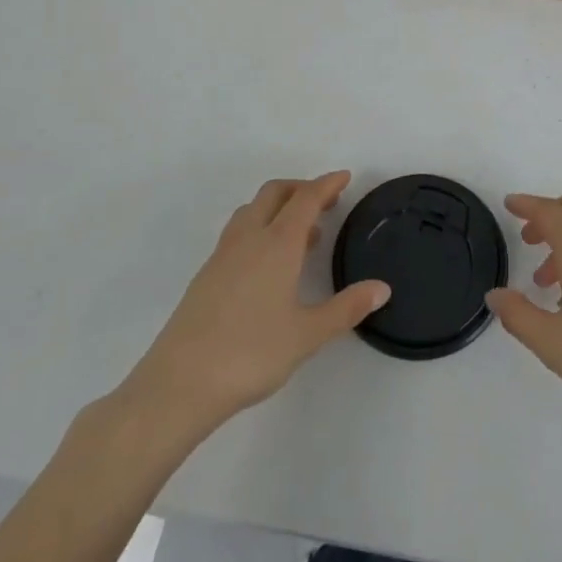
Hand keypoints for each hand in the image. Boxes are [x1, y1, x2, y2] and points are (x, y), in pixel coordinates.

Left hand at [119, 172, 389, 432]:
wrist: (179, 383)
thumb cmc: (251, 353)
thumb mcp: (307, 335)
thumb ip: (346, 308)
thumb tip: (382, 288)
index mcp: (277, 244)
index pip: (306, 199)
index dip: (327, 184)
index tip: (344, 177)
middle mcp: (249, 238)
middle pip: (275, 193)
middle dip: (301, 188)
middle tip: (326, 202)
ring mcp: (223, 255)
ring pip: (252, 210)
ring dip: (278, 207)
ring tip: (302, 233)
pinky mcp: (206, 275)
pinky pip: (239, 232)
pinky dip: (260, 228)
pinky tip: (269, 263)